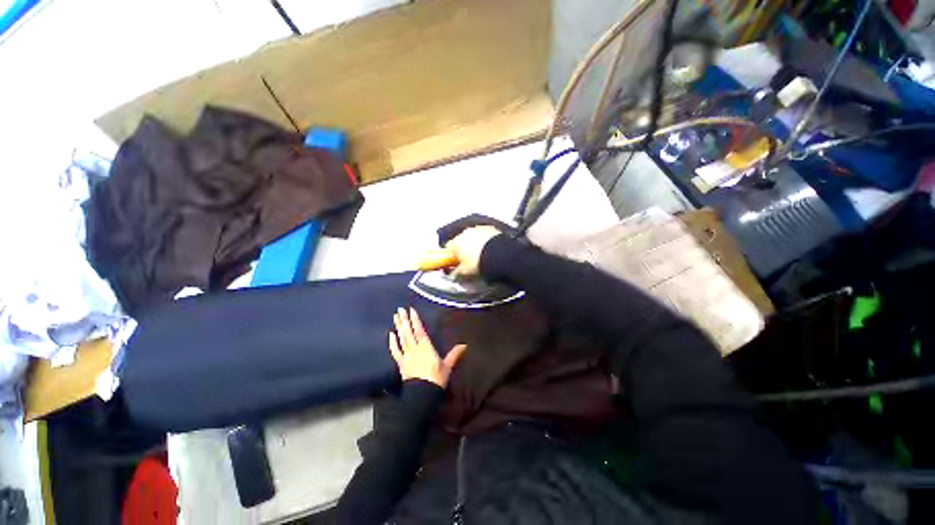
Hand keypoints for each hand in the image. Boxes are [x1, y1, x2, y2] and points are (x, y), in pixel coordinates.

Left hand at [389, 307, 466, 387]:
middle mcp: (415, 349)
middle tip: (400, 309)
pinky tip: (390, 334)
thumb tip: (464, 345)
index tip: (411, 310)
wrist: (422, 395)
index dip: (415, 320)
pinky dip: (393, 343)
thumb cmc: (436, 379)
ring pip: (402, 339)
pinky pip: (395, 351)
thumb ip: (454, 354)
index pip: (420, 330)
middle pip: (408, 332)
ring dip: (398, 327)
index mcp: (426, 347)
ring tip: (395, 317)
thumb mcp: (447, 366)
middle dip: (404, 320)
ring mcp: (406, 356)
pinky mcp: (401, 364)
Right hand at [443, 226, 499, 277]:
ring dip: (474, 243)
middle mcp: (465, 233)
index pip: (448, 247)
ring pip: (473, 236)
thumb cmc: (480, 262)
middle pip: (461, 240)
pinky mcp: (490, 229)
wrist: (498, 256)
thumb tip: (453, 275)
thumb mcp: (464, 272)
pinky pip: (484, 234)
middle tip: (469, 260)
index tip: (455, 262)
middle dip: (463, 249)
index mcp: (456, 242)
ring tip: (481, 255)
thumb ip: (456, 272)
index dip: (451, 255)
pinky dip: (485, 240)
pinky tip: (489, 249)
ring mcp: (478, 229)